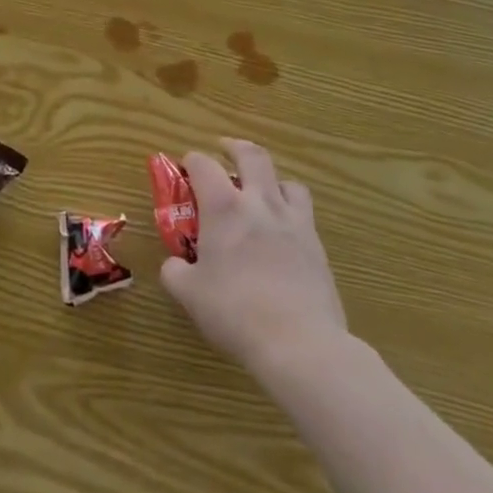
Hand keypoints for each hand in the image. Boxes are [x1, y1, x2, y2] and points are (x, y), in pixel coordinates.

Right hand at [160, 139, 346, 377]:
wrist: (301, 344)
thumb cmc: (236, 313)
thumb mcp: (189, 294)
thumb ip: (175, 272)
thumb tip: (174, 264)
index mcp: (224, 207)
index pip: (203, 164)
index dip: (191, 161)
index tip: (185, 171)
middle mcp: (260, 203)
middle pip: (252, 156)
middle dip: (236, 148)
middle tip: (226, 151)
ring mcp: (294, 222)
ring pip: (287, 181)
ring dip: (271, 180)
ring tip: (262, 192)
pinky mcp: (317, 247)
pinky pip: (305, 214)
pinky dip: (291, 212)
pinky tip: (283, 233)